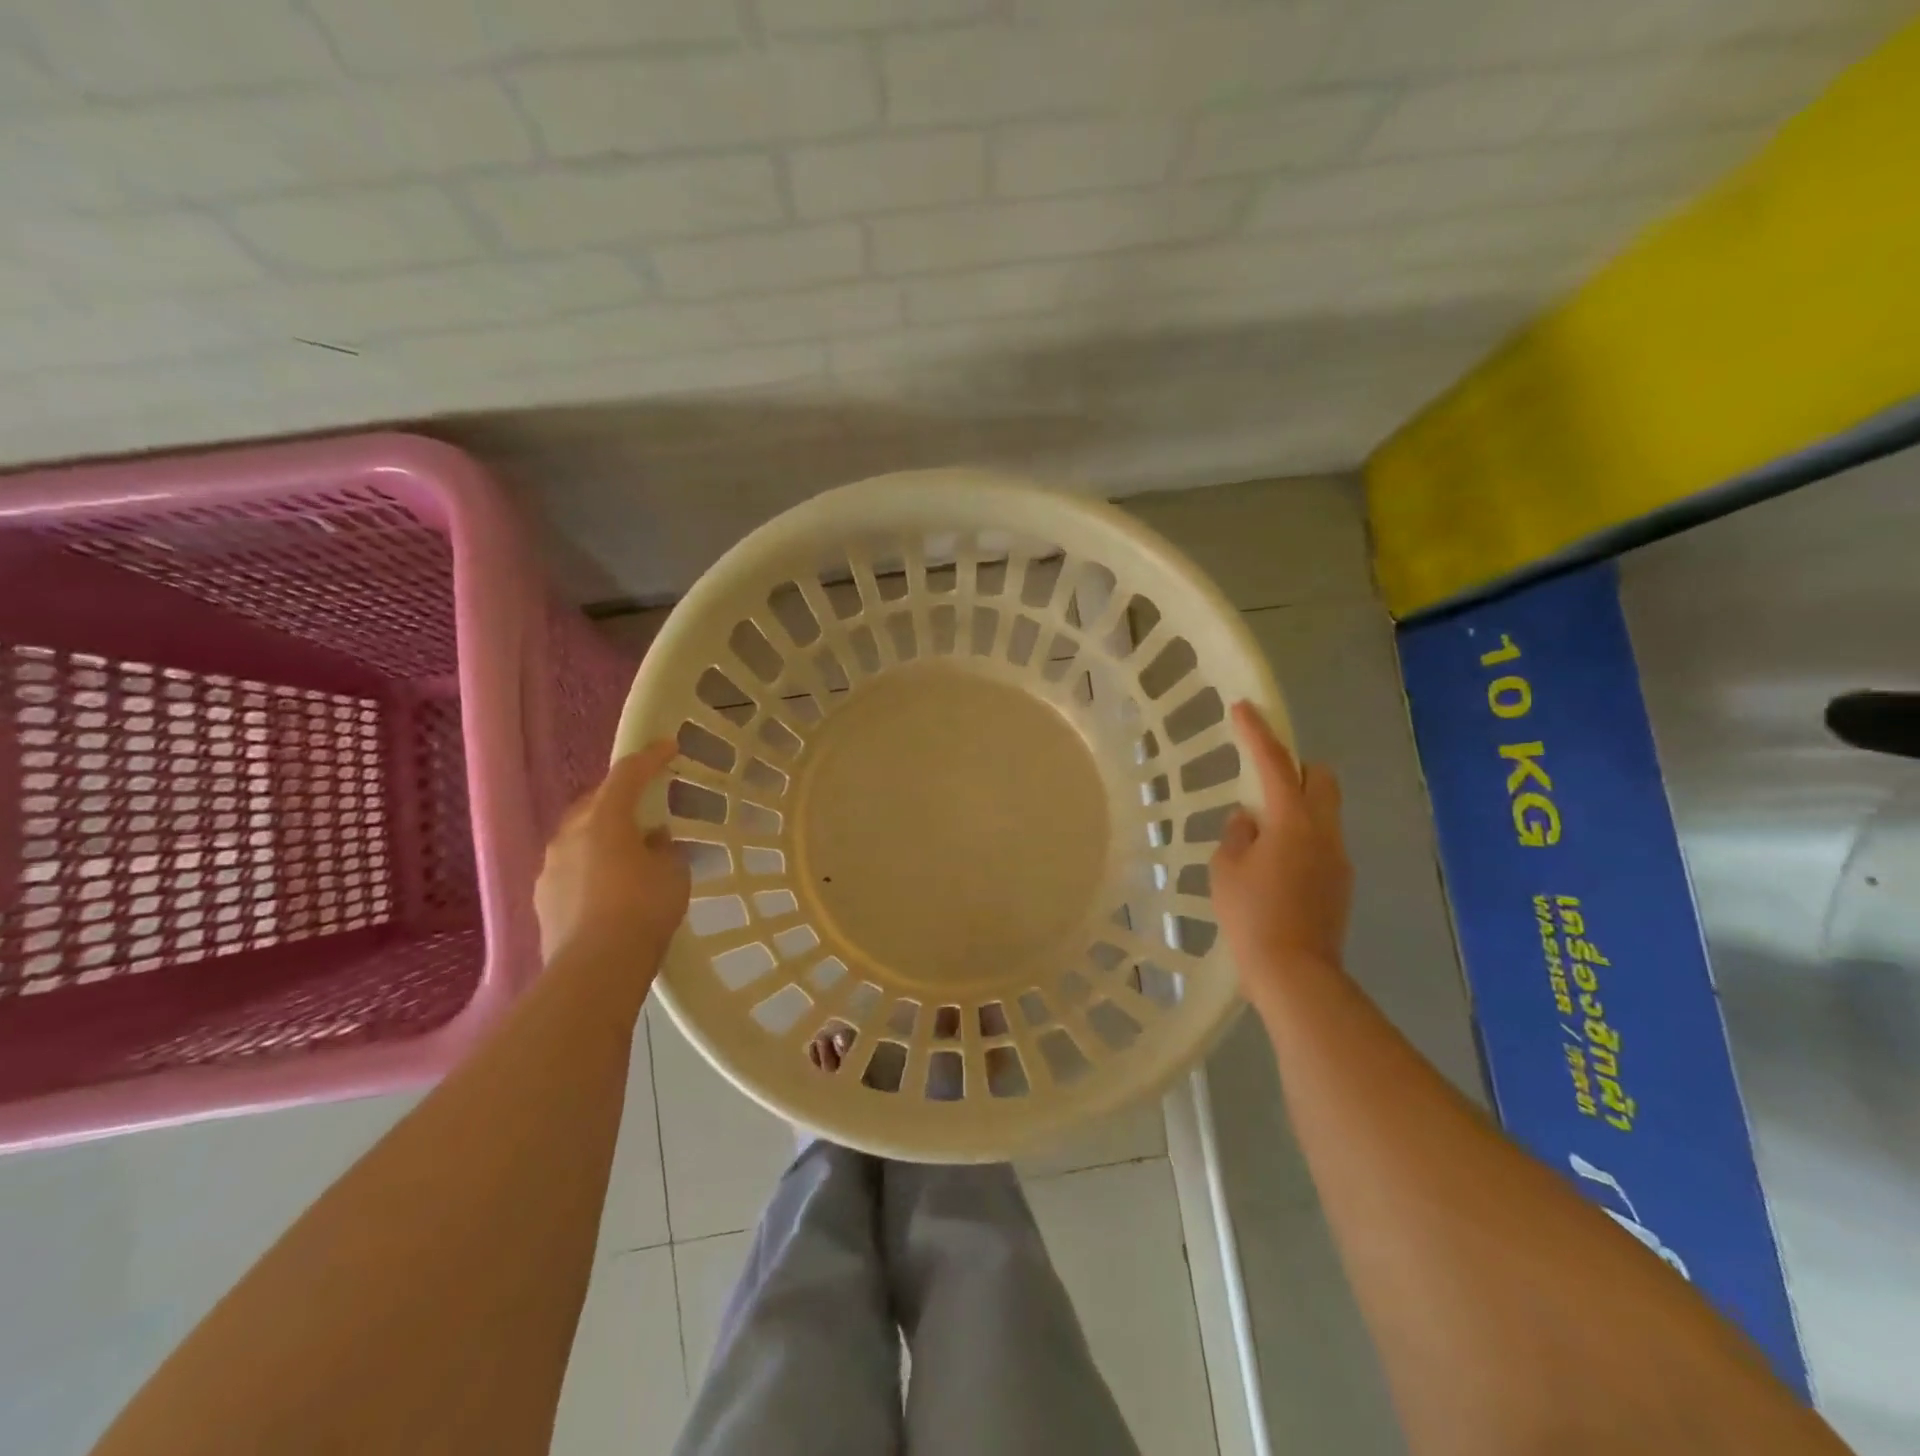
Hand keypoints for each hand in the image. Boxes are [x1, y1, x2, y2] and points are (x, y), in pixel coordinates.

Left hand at [535, 741, 690, 964]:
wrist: (596, 968)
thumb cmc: (643, 908)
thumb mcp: (673, 873)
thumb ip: (664, 849)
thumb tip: (653, 840)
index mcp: (605, 819)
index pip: (628, 774)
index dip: (651, 757)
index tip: (669, 746)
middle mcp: (570, 834)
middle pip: (597, 802)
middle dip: (621, 797)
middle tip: (646, 803)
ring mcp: (550, 866)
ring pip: (580, 835)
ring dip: (604, 834)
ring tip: (629, 849)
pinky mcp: (542, 898)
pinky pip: (571, 866)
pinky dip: (591, 864)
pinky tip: (609, 885)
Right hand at [1211, 702, 1352, 1010]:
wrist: (1296, 974)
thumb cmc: (1252, 916)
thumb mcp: (1226, 870)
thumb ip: (1237, 835)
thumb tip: (1249, 821)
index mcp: (1292, 821)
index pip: (1274, 763)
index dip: (1257, 732)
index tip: (1243, 707)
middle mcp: (1324, 831)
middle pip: (1320, 778)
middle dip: (1295, 768)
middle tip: (1263, 781)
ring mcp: (1338, 858)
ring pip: (1323, 812)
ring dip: (1296, 807)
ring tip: (1261, 836)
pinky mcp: (1341, 883)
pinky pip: (1322, 842)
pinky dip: (1301, 838)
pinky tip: (1275, 869)